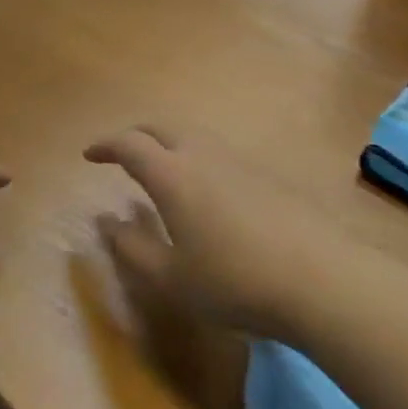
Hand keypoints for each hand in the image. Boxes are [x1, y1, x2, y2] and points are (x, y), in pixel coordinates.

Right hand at [87, 125, 347, 340]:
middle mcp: (202, 154)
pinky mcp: (264, 173)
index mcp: (172, 174)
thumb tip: (105, 221)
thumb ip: (132, 247)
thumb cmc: (233, 281)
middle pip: (161, 127)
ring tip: (159, 169)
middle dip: (135, 135)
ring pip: (192, 135)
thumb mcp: (171, 278)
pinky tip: (203, 190)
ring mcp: (237, 160)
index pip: (130, 144)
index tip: (89, 154)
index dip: (106, 145)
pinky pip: (217, 152)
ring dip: (167, 143)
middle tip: (121, 154)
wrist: (318, 276)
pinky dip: (195, 157)